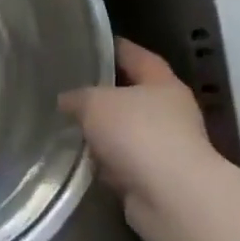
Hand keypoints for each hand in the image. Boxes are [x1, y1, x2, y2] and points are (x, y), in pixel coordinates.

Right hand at [59, 39, 224, 237]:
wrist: (172, 197)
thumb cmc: (138, 134)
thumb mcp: (95, 103)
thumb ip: (77, 97)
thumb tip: (67, 101)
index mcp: (163, 84)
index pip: (138, 57)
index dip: (117, 48)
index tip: (94, 43)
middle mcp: (170, 113)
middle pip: (133, 96)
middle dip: (104, 94)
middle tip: (70, 89)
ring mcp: (166, 148)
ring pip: (126, 132)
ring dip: (103, 133)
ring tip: (68, 127)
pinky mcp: (156, 179)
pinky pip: (123, 162)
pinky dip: (106, 162)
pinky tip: (81, 160)